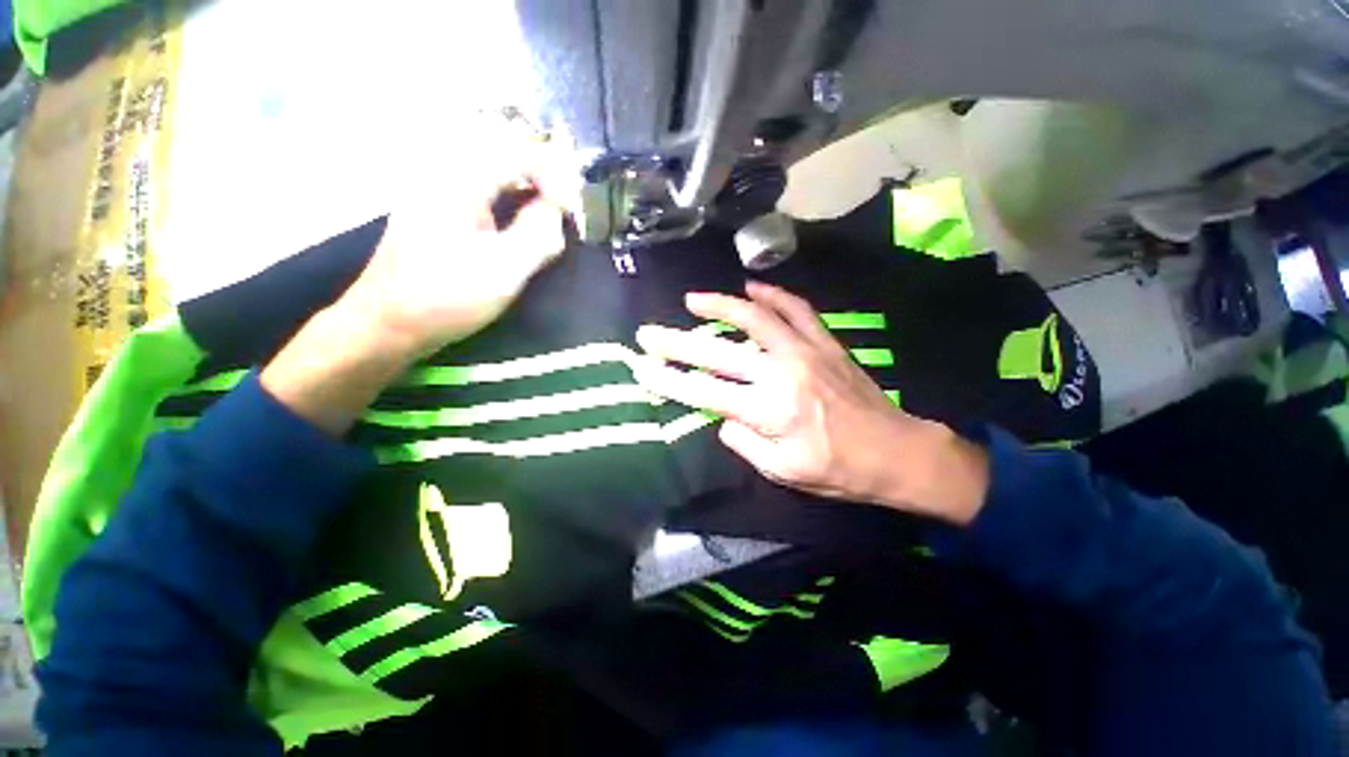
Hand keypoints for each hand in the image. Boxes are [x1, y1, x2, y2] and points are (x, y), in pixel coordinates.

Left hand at [345, 175, 565, 356]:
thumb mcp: (503, 270)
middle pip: (508, 155)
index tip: (571, 212)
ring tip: (551, 220)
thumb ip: (539, 235)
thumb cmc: (445, 298)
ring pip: (497, 174)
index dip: (556, 176)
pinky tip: (522, 228)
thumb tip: (557, 213)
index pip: (520, 152)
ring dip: (530, 191)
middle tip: (566, 212)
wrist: (388, 323)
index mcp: (459, 179)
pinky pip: (485, 193)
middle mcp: (446, 173)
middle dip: (545, 179)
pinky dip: (512, 204)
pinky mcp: (440, 211)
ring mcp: (440, 191)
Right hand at [632, 282, 989, 524]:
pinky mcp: (824, 342)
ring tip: (693, 299)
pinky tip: (751, 287)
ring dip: (720, 306)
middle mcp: (782, 374)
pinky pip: (796, 309)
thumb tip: (722, 416)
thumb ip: (744, 442)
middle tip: (650, 332)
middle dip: (677, 342)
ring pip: (754, 318)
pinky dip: (772, 295)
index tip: (643, 367)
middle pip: (718, 352)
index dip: (670, 380)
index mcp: (769, 411)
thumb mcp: (782, 471)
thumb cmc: (836, 469)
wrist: (895, 451)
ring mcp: (805, 351)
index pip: (704, 391)